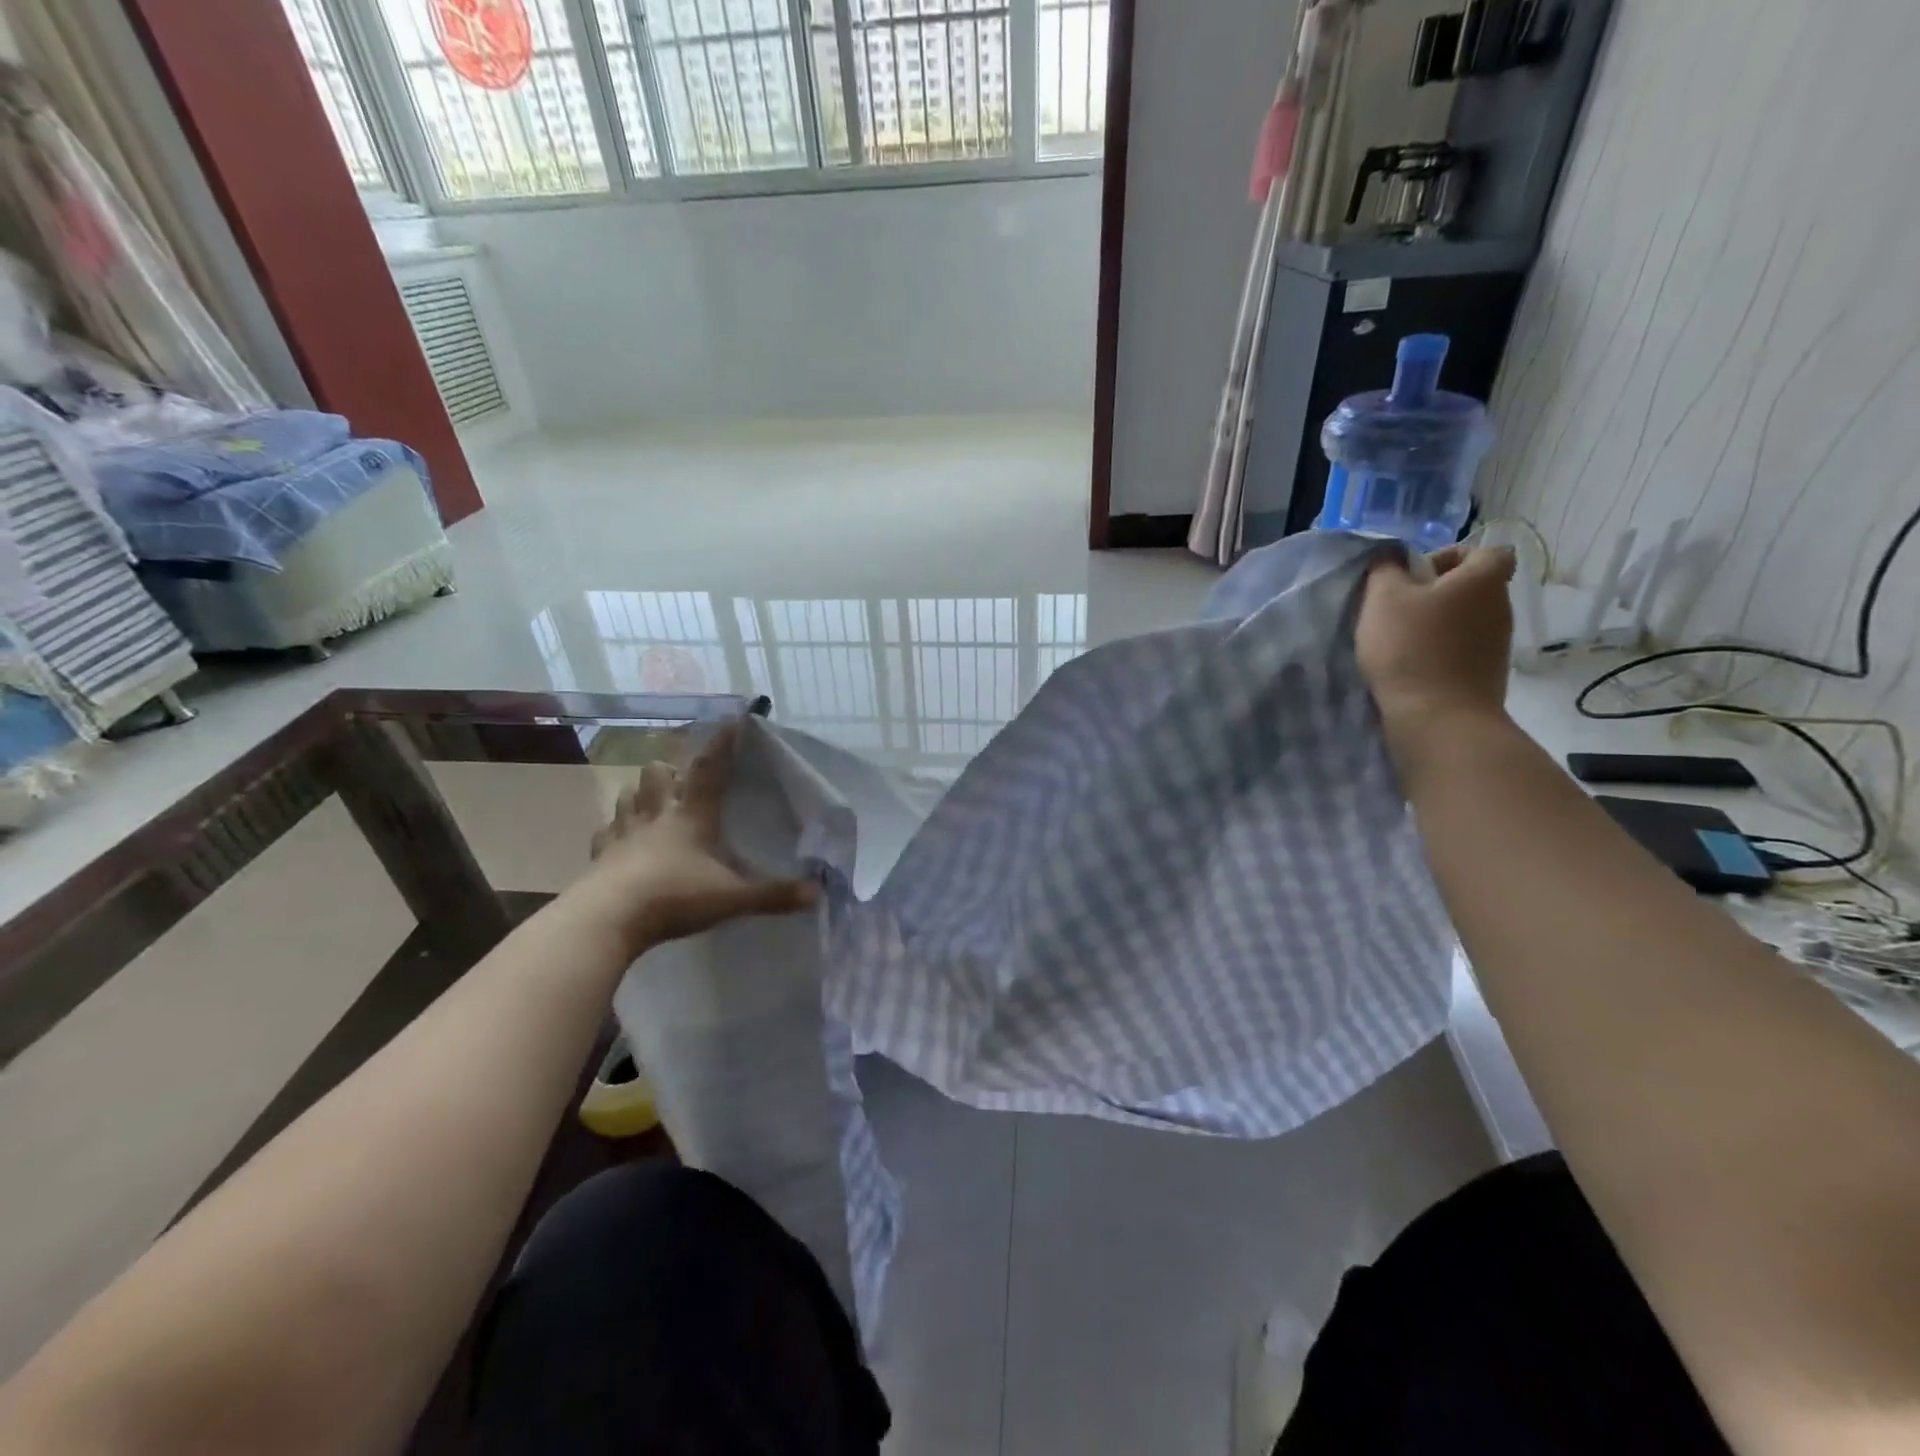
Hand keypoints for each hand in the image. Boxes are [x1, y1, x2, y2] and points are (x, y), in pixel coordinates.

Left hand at [577, 722, 816, 953]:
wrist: (608, 919)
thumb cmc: (675, 896)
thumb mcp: (732, 898)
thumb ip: (774, 895)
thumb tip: (818, 892)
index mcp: (692, 816)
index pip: (709, 770)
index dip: (722, 744)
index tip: (733, 720)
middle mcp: (656, 814)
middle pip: (658, 772)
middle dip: (670, 769)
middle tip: (683, 780)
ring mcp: (623, 832)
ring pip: (628, 794)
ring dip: (641, 793)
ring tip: (653, 803)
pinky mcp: (600, 854)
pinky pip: (606, 831)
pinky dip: (615, 831)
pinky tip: (622, 841)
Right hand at [1356, 544, 1516, 754]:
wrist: (1438, 718)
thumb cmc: (1409, 648)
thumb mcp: (1382, 598)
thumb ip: (1385, 568)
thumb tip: (1392, 555)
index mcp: (1482, 579)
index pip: (1486, 551)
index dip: (1453, 557)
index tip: (1418, 577)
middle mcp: (1500, 606)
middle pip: (1472, 587)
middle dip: (1438, 593)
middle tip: (1398, 610)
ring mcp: (1498, 643)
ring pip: (1467, 619)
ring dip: (1438, 625)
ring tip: (1400, 643)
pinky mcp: (1488, 673)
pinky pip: (1464, 649)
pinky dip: (1442, 652)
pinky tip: (1413, 667)